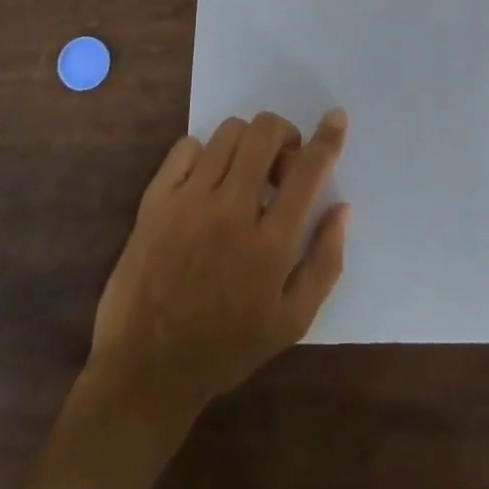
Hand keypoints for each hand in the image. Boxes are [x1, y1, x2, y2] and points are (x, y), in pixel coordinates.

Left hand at [87, 110, 349, 415]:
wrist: (146, 370)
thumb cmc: (225, 349)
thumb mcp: (291, 323)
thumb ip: (324, 263)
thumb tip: (342, 208)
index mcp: (270, 245)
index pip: (308, 171)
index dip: (327, 138)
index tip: (336, 117)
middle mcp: (231, 211)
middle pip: (265, 133)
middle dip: (283, 134)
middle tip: (280, 164)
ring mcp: (190, 201)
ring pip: (229, 132)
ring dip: (246, 143)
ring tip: (243, 173)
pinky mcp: (156, 199)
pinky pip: (187, 146)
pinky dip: (204, 153)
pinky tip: (205, 182)